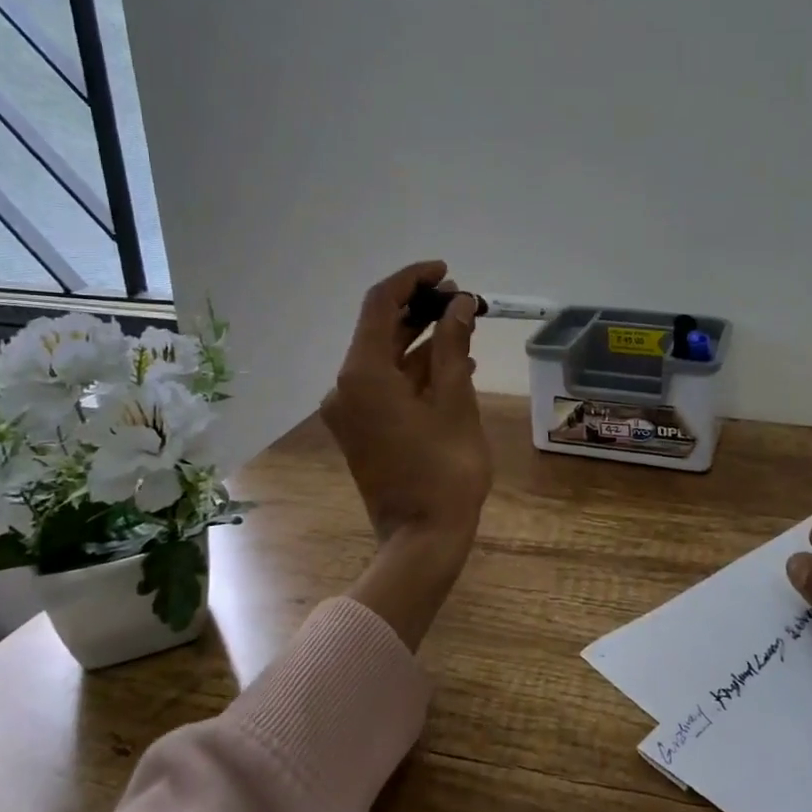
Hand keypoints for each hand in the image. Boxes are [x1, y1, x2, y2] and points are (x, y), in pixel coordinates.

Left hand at [322, 262, 492, 648]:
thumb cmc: (445, 469)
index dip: (412, 280)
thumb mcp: (455, 400)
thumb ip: (453, 345)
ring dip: (422, 339)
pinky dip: (415, 370)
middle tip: (462, 299)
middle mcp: (346, 386)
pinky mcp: (362, 428)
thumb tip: (460, 304)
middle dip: (420, 309)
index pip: (380, 304)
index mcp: (362, 374)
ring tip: (465, 325)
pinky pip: (387, 385)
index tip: (447, 272)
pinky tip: (453, 363)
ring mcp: (351, 410)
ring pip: (386, 358)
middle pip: (380, 329)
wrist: (421, 539)